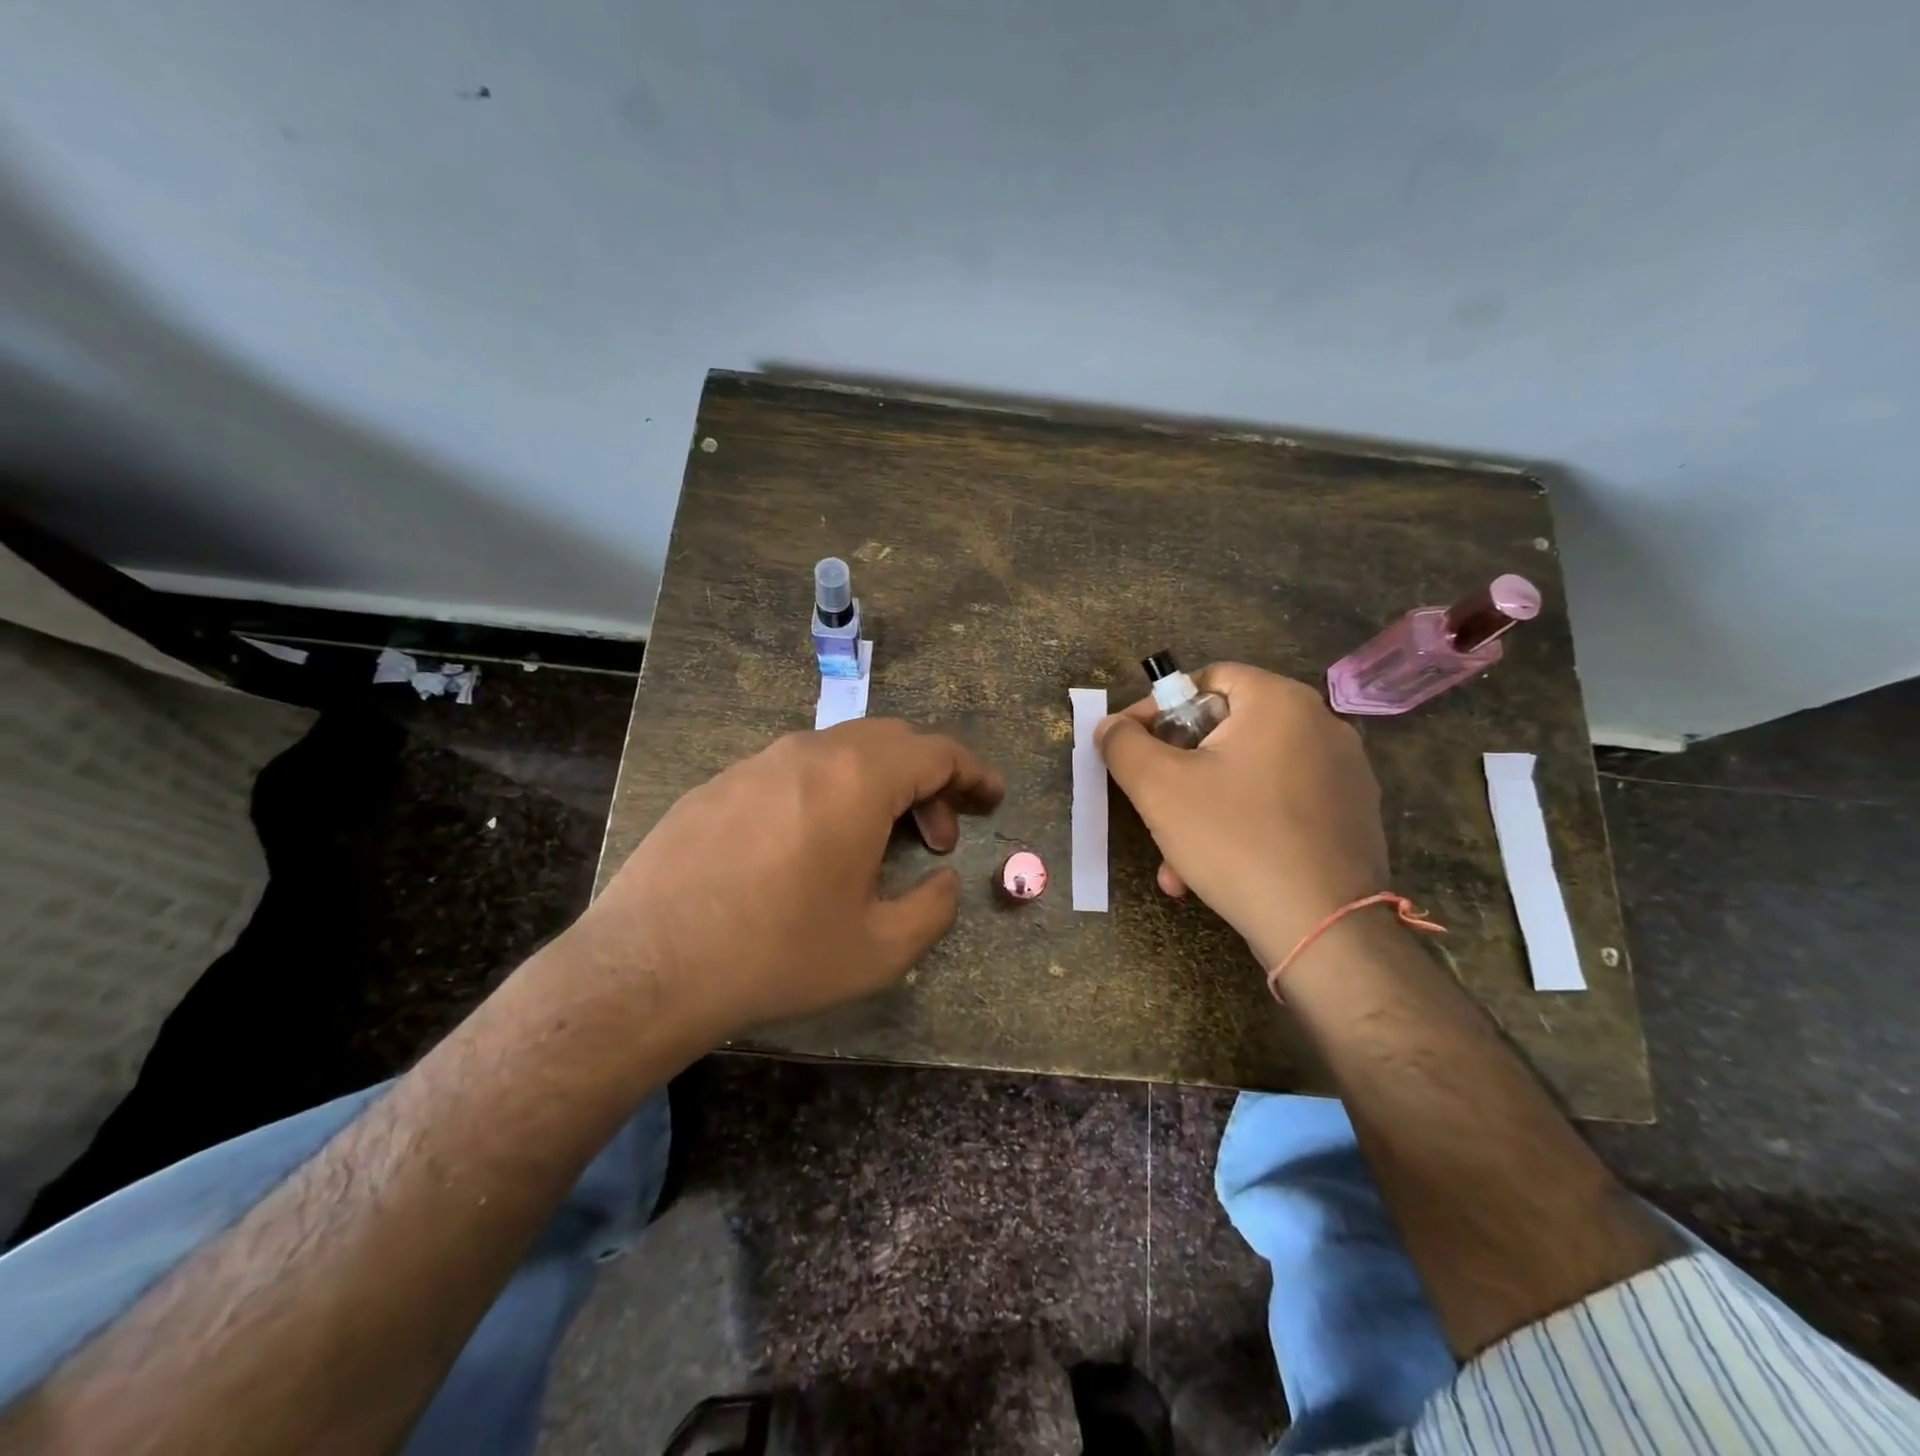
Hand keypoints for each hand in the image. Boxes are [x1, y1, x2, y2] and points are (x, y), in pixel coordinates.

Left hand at [564, 719, 1004, 1034]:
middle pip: (892, 741)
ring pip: (840, 751)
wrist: (648, 965)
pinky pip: (793, 769)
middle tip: (936, 836)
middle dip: (928, 780)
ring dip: (876, 785)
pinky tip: (810, 845)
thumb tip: (944, 882)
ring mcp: (758, 762)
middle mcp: (810, 753)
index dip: (974, 772)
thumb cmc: (776, 954)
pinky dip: (827, 791)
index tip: (993, 798)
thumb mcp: (877, 950)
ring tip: (874, 843)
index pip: (936, 752)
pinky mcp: (720, 783)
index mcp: (857, 780)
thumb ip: (933, 909)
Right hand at [1096, 664, 1389, 969]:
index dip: (1157, 708)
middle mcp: (1321, 725)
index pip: (1207, 679)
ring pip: (1247, 776)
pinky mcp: (1351, 816)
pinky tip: (1213, 873)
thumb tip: (1111, 727)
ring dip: (1201, 810)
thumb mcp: (1158, 787)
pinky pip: (1278, 806)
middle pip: (1225, 731)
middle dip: (1176, 773)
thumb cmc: (1234, 839)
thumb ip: (1123, 744)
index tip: (1129, 746)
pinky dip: (1240, 827)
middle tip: (1150, 806)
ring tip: (1175, 861)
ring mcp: (1344, 773)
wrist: (1323, 929)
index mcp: (1280, 702)